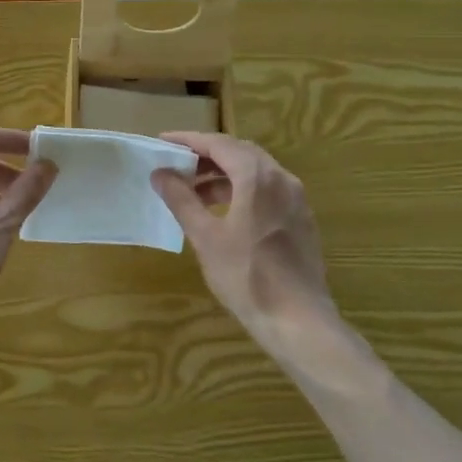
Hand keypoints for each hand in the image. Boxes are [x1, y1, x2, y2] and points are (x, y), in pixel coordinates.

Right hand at [151, 132, 335, 354]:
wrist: (298, 320)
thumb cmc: (246, 276)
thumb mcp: (206, 237)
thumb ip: (182, 200)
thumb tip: (160, 174)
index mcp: (258, 177)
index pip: (219, 143)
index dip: (189, 141)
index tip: (163, 142)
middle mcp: (282, 179)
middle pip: (240, 153)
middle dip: (207, 156)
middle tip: (177, 165)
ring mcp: (296, 199)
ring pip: (256, 172)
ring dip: (224, 175)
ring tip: (195, 192)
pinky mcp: (301, 219)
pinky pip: (268, 190)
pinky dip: (242, 190)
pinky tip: (224, 212)